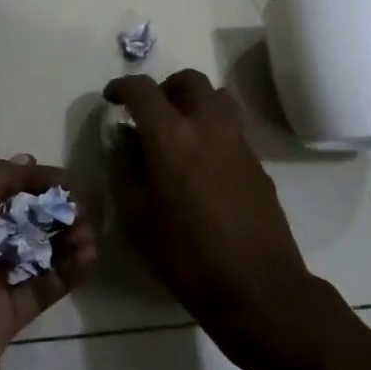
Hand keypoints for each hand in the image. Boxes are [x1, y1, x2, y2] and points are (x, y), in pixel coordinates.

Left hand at [0, 156, 96, 369]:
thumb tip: (27, 161)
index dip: (32, 181)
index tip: (67, 183)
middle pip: (20, 219)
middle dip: (53, 211)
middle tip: (83, 213)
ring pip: (34, 252)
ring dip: (64, 240)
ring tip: (90, 239)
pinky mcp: (4, 319)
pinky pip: (41, 287)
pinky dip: (66, 272)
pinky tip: (88, 261)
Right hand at [104, 70, 329, 369]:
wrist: (257, 288)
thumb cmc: (187, 258)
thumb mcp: (138, 220)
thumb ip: (126, 171)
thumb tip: (125, 142)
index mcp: (172, 138)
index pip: (144, 91)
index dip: (123, 87)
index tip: (112, 98)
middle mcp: (209, 127)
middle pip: (189, 81)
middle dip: (164, 88)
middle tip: (148, 113)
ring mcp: (239, 142)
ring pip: (217, 97)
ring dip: (193, 102)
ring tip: (177, 131)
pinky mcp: (258, 162)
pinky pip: (232, 126)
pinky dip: (212, 127)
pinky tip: (201, 163)